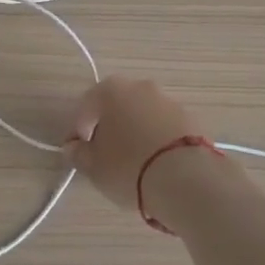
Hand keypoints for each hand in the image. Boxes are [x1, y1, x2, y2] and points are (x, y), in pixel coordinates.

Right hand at [61, 76, 229, 216]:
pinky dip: (157, 140)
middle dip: (109, 128)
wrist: (186, 178)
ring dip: (135, 132)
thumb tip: (73, 148)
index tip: (78, 153)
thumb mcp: (94, 167)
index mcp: (111, 90)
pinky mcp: (191, 119)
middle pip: (116, 106)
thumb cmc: (129, 167)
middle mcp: (140, 86)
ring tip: (134, 164)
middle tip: (105, 156)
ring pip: (143, 115)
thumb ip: (78, 154)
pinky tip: (157, 165)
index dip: (78, 131)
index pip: (85, 107)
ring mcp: (168, 100)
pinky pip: (165, 128)